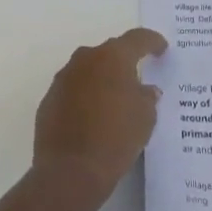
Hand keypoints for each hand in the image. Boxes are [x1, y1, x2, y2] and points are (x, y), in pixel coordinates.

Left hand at [33, 28, 166, 196]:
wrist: (70, 171)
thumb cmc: (116, 138)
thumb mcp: (146, 117)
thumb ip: (147, 96)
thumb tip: (145, 90)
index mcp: (113, 57)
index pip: (137, 39)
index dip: (152, 41)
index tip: (162, 48)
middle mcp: (86, 59)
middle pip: (110, 52)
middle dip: (125, 62)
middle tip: (138, 78)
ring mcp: (63, 78)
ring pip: (89, 70)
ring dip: (102, 79)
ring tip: (115, 100)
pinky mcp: (49, 99)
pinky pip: (73, 90)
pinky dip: (85, 97)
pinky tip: (93, 118)